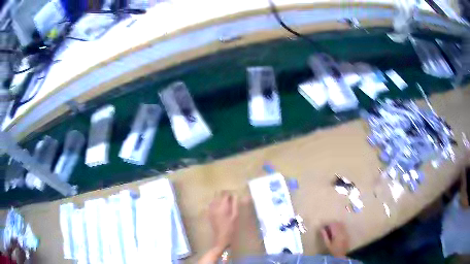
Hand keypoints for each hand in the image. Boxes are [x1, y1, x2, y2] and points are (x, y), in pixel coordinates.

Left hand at [209, 191, 238, 249]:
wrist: (221, 238)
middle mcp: (214, 207)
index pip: (225, 195)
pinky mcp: (209, 214)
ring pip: (213, 200)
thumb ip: (235, 205)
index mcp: (222, 207)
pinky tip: (219, 207)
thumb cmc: (230, 227)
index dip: (229, 194)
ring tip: (225, 202)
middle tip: (230, 198)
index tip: (234, 196)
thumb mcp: (235, 216)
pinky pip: (210, 205)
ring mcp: (210, 211)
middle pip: (217, 196)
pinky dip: (215, 203)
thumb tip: (235, 195)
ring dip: (218, 199)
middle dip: (223, 195)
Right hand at [321, 222, 348, 257]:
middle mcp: (342, 232)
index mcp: (337, 234)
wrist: (341, 254)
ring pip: (341, 224)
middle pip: (337, 223)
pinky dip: (339, 226)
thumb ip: (324, 236)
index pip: (333, 225)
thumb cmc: (333, 250)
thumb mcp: (327, 244)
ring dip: (335, 225)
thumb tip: (321, 229)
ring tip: (331, 229)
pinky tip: (336, 231)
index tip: (324, 227)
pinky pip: (343, 226)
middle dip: (331, 224)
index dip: (328, 224)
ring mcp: (345, 232)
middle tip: (327, 228)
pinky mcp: (347, 233)